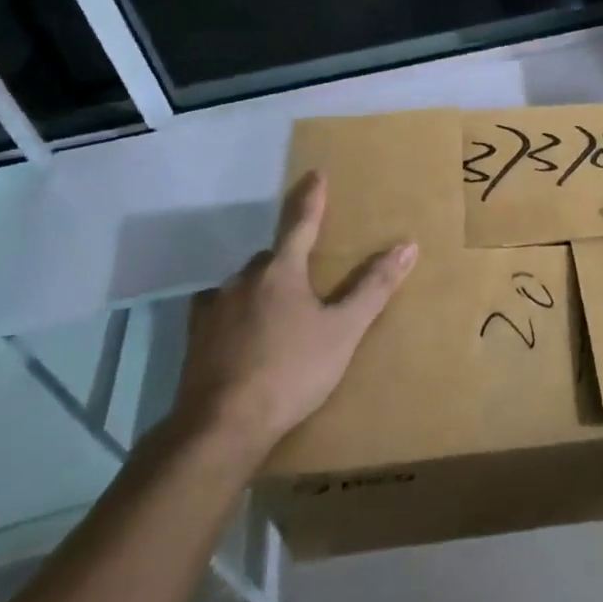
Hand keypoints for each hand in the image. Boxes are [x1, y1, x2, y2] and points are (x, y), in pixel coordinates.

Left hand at [172, 171, 417, 468]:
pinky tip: (239, 334)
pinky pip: (218, 312)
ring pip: (244, 285)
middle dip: (288, 260)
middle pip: (271, 258)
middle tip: (306, 278)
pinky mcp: (195, 339)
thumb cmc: (291, 372)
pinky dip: (233, 314)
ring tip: (277, 313)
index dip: (312, 198)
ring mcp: (214, 309)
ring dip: (261, 289)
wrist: (222, 428)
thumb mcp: (344, 331)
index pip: (301, 223)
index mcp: (281, 271)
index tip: (315, 174)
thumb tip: (407, 245)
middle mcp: (244, 280)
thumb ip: (374, 287)